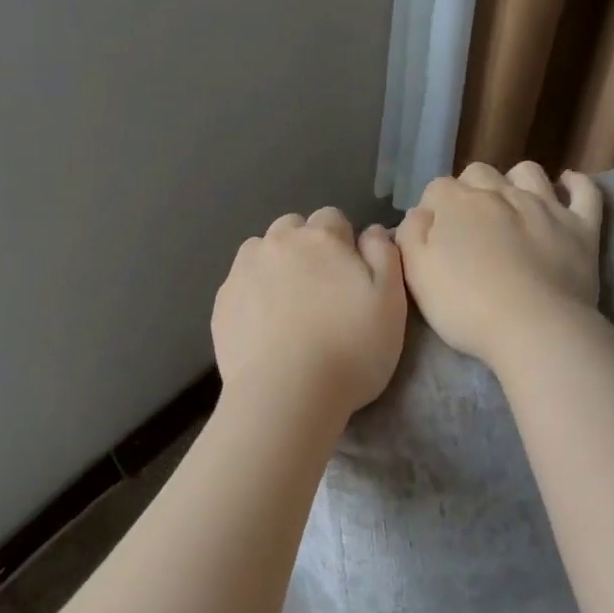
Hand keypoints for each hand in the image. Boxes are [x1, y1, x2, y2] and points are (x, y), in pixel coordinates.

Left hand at [212, 208, 407, 424]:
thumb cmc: (350, 348)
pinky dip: (253, 293)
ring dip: (275, 264)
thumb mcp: (391, 302)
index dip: (343, 242)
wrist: (285, 394)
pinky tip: (264, 326)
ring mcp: (243, 271)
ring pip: (261, 251)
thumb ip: (385, 255)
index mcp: (321, 237)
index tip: (350, 274)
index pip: (332, 218)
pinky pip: (240, 283)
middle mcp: (278, 243)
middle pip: (292, 227)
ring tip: (288, 304)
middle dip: (306, 246)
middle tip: (320, 288)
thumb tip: (373, 231)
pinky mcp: (222, 302)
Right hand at [396, 163, 602, 368]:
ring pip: (528, 172)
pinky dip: (576, 185)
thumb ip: (411, 235)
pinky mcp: (582, 226)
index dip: (434, 210)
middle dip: (471, 190)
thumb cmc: (466, 306)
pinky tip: (568, 185)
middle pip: (479, 173)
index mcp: (457, 203)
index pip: (437, 188)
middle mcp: (500, 193)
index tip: (435, 237)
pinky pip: (585, 192)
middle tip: (471, 226)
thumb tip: (421, 213)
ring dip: (516, 181)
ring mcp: (545, 206)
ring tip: (512, 206)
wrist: (534, 328)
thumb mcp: (416, 275)